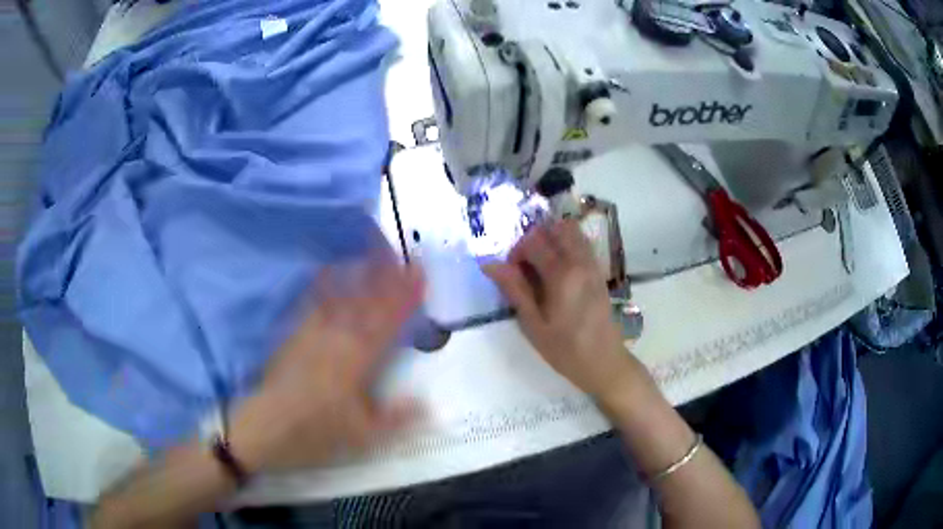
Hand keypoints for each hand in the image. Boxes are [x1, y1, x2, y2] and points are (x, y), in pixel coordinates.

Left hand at [230, 260, 423, 472]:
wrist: (265, 426)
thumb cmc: (316, 432)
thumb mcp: (362, 436)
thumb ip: (396, 418)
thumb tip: (427, 404)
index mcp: (357, 361)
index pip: (388, 322)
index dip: (405, 297)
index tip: (420, 275)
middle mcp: (337, 338)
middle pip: (367, 302)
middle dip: (388, 278)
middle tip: (404, 257)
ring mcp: (313, 332)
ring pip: (343, 297)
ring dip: (362, 274)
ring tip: (376, 254)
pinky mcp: (295, 333)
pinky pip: (314, 302)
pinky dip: (326, 283)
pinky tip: (330, 271)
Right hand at [483, 220, 643, 401]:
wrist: (604, 362)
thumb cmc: (566, 350)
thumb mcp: (534, 325)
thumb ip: (514, 290)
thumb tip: (490, 265)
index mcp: (562, 275)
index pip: (534, 241)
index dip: (516, 252)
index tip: (511, 274)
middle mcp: (580, 262)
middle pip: (555, 228)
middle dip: (535, 239)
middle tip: (525, 265)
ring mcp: (593, 265)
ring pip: (572, 232)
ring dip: (552, 239)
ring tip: (541, 265)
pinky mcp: (599, 272)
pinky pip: (582, 244)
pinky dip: (566, 245)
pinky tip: (558, 271)